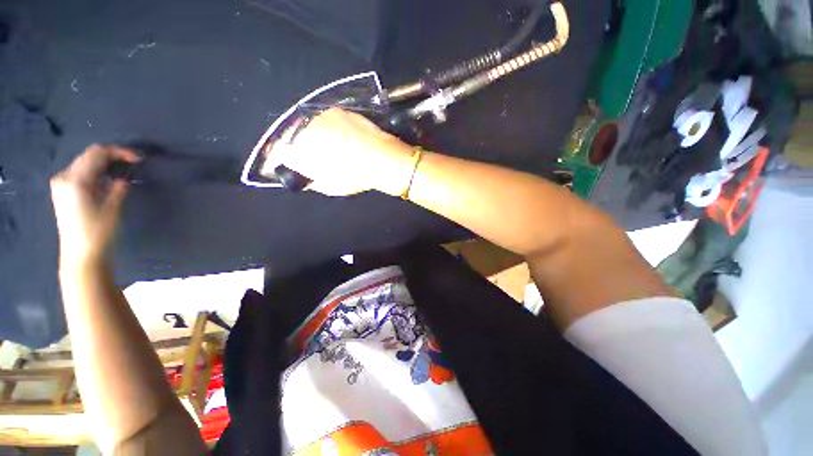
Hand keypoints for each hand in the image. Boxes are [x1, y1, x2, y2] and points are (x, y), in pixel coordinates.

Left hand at [51, 144, 139, 265]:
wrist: (81, 254)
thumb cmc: (98, 233)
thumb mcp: (112, 209)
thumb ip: (118, 188)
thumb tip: (124, 177)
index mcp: (75, 180)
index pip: (97, 153)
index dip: (119, 152)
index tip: (138, 158)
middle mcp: (64, 177)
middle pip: (90, 156)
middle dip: (112, 156)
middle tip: (133, 162)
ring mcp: (62, 184)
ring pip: (86, 163)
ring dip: (105, 163)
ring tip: (123, 170)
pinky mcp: (64, 191)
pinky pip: (82, 172)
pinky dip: (97, 171)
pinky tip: (108, 179)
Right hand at [268, 108, 415, 196]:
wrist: (381, 157)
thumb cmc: (354, 176)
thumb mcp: (329, 186)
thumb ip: (310, 180)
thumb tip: (303, 177)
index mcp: (299, 151)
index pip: (277, 153)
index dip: (276, 160)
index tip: (277, 165)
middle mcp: (304, 129)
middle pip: (289, 136)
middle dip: (293, 147)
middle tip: (303, 156)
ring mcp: (320, 117)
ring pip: (305, 126)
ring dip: (308, 136)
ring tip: (321, 146)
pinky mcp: (336, 111)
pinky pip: (323, 120)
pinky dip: (324, 128)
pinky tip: (335, 137)